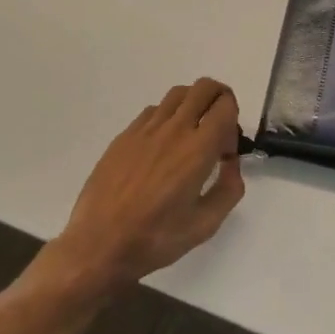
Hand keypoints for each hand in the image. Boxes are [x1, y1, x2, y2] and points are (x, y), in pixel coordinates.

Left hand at [50, 79, 246, 291]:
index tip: (226, 150)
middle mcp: (173, 129)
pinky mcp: (124, 136)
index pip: (225, 106)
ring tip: (191, 133)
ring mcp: (145, 129)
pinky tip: (162, 146)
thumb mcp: (206, 224)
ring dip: (193, 104)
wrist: (99, 245)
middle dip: (219, 98)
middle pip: (204, 88)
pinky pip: (153, 110)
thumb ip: (229, 189)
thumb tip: (230, 163)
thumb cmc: (156, 238)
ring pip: (178, 94)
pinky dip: (167, 116)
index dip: (235, 121)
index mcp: (198, 149)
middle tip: (217, 128)